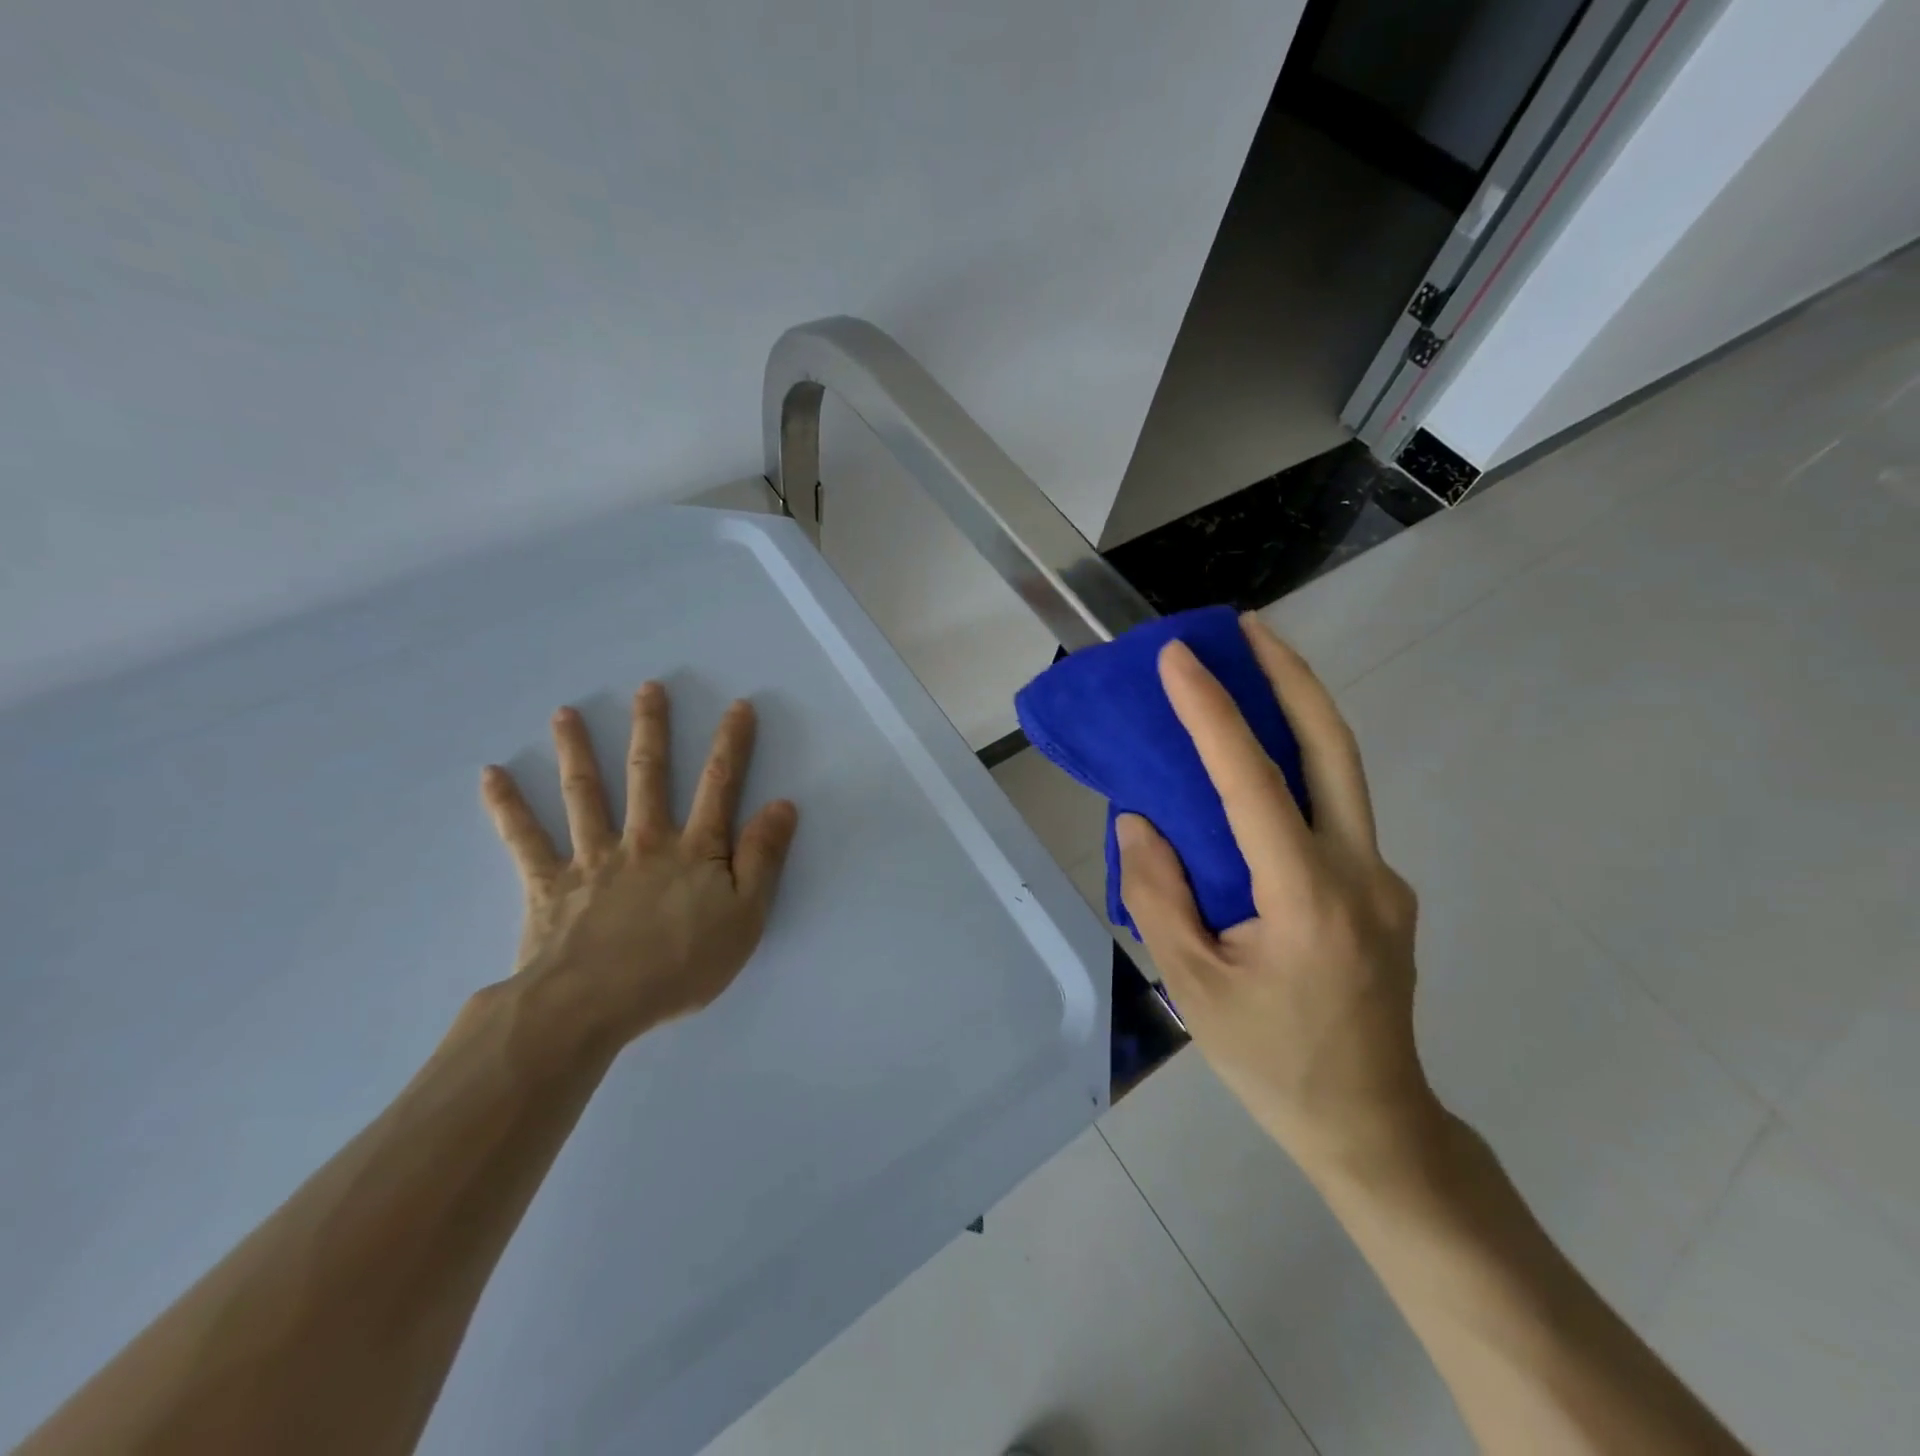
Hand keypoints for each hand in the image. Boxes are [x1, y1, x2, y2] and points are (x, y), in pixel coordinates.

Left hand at [479, 682, 798, 1050]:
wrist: (592, 1005)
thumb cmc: (678, 965)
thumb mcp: (745, 918)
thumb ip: (763, 859)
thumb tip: (782, 805)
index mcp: (693, 850)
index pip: (719, 786)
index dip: (731, 744)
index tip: (738, 706)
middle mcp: (643, 840)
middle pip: (648, 775)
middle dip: (651, 729)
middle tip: (648, 688)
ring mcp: (592, 857)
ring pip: (584, 793)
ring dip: (576, 750)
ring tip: (565, 712)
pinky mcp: (548, 883)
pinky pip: (524, 839)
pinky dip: (507, 806)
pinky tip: (492, 775)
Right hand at [1117, 616, 1435, 1178]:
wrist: (1373, 1127)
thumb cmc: (1272, 1062)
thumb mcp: (1192, 985)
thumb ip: (1158, 893)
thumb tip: (1141, 821)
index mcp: (1307, 898)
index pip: (1254, 781)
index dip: (1213, 712)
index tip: (1179, 657)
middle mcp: (1360, 873)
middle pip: (1333, 748)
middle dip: (1290, 675)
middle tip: (1247, 626)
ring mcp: (1382, 879)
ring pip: (1342, 773)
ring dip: (1297, 712)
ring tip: (1250, 671)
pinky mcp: (1381, 890)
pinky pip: (1333, 813)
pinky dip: (1293, 771)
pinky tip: (1254, 773)